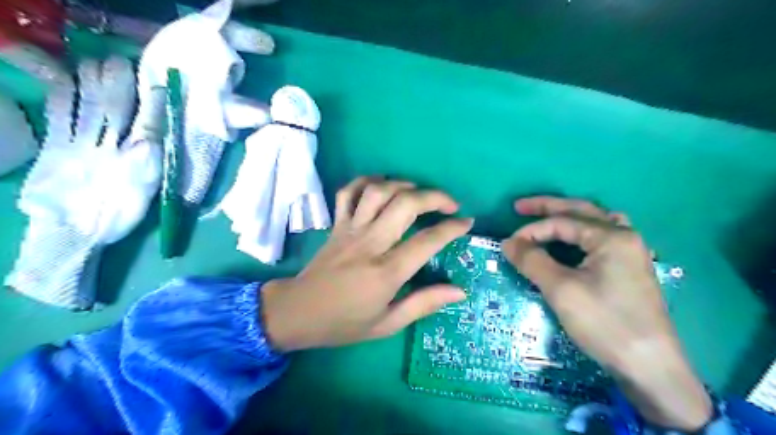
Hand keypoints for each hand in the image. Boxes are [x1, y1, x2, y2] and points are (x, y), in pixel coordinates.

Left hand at [260, 179, 472, 350]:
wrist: (297, 312)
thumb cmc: (343, 323)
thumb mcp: (387, 324)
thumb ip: (424, 304)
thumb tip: (459, 291)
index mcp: (386, 272)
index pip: (427, 241)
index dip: (452, 228)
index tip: (467, 222)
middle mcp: (370, 243)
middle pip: (406, 204)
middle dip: (435, 197)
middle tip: (450, 204)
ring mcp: (350, 230)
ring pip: (379, 191)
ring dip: (404, 185)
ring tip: (418, 193)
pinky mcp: (336, 224)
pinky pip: (348, 192)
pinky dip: (366, 181)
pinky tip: (381, 185)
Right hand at [500, 197, 710, 431]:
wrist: (650, 367)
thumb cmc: (604, 323)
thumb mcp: (561, 289)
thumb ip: (532, 260)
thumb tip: (507, 243)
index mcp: (612, 237)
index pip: (561, 222)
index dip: (531, 231)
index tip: (507, 246)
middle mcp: (624, 236)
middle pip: (581, 211)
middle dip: (548, 207)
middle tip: (519, 206)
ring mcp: (630, 253)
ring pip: (594, 222)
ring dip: (568, 217)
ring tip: (545, 218)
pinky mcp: (628, 269)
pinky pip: (601, 239)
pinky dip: (581, 233)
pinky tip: (574, 241)